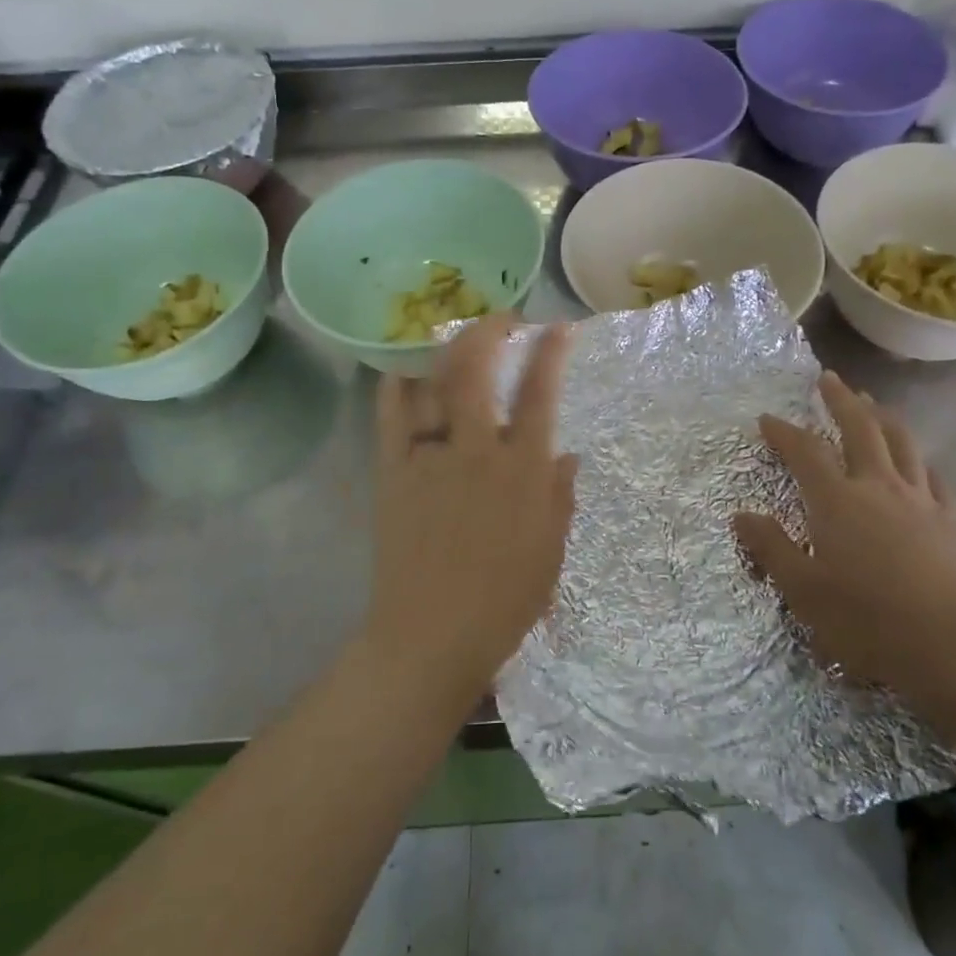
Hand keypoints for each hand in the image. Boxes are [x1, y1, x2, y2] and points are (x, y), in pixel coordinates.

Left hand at [366, 317, 577, 704]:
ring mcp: (429, 459)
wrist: (431, 636)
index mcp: (521, 471)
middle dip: (489, 331)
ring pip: (432, 384)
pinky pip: (391, 416)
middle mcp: (475, 452)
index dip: (550, 353)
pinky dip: (397, 386)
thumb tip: (565, 453)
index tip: (558, 328)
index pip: (539, 395)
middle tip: (503, 319)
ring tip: (456, 336)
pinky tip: (404, 370)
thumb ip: (559, 495)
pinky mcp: (393, 473)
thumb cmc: (504, 600)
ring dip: (446, 350)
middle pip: (476, 371)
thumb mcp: (550, 549)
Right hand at [733, 372, 955, 693]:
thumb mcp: (803, 591)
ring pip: (902, 443)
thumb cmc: (867, 620)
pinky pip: (936, 478)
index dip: (784, 432)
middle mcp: (878, 487)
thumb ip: (771, 548)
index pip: (806, 452)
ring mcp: (920, 500)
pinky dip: (922, 461)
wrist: (952, 646)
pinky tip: (921, 462)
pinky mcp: (950, 521)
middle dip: (841, 400)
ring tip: (873, 403)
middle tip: (829, 378)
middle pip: (860, 428)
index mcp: (837, 501)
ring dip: (884, 417)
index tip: (768, 418)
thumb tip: (740, 516)